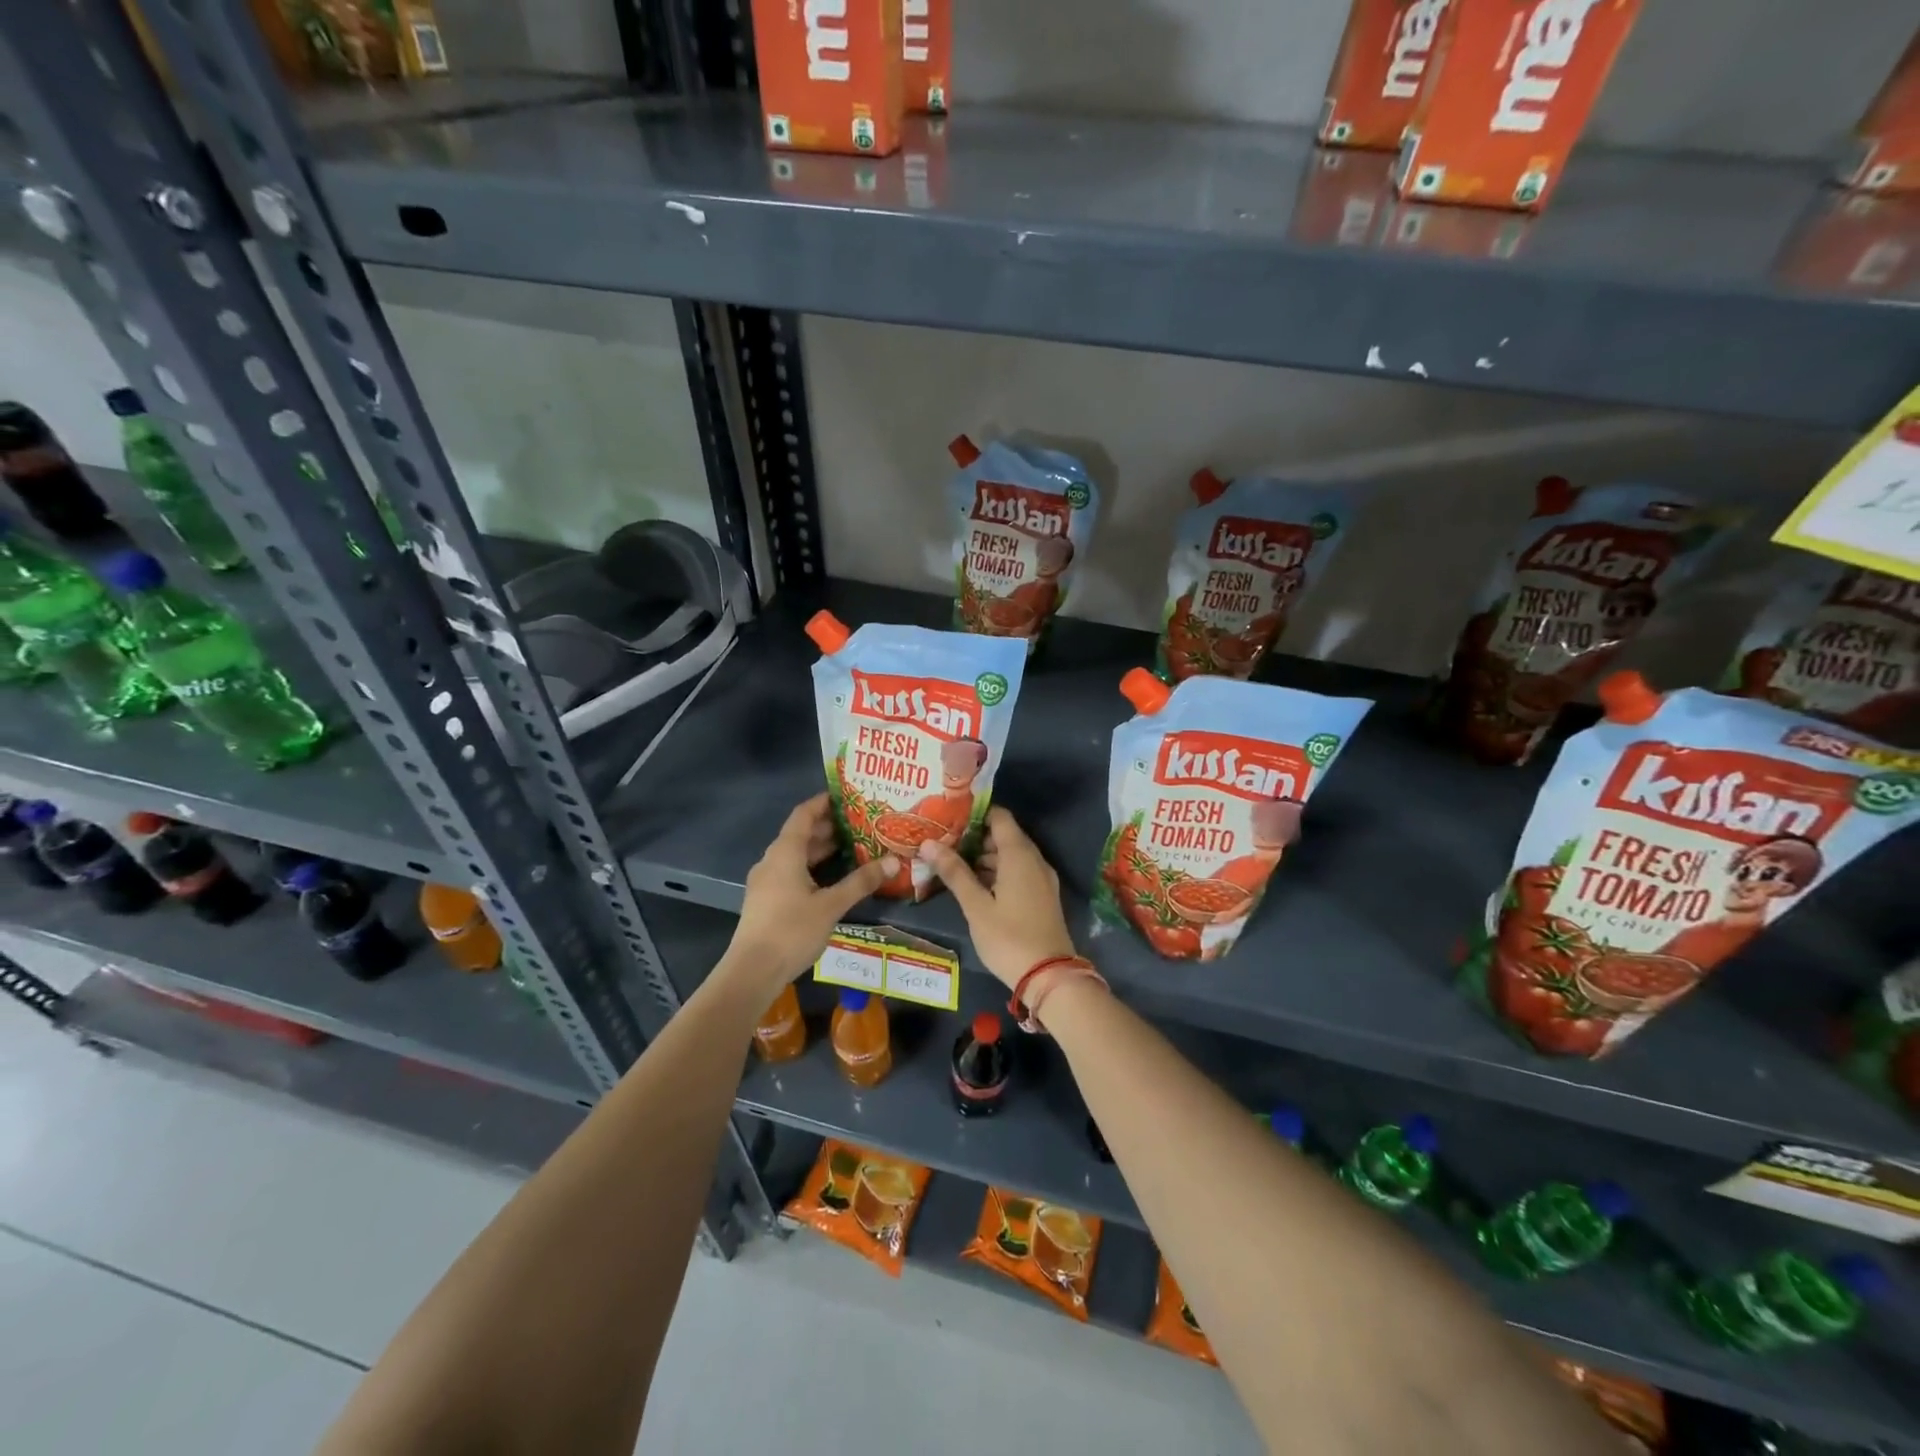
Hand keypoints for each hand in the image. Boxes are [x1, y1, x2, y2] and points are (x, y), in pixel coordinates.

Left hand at [724, 794, 895, 998]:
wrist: (752, 972)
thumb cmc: (792, 930)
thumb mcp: (831, 905)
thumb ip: (861, 882)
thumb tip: (893, 861)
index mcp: (784, 853)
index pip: (804, 814)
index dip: (823, 802)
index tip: (847, 796)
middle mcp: (772, 861)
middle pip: (800, 834)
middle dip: (828, 828)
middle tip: (859, 824)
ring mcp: (766, 882)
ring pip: (795, 856)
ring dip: (820, 850)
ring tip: (852, 848)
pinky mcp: (766, 901)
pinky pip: (791, 872)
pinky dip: (812, 868)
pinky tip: (832, 880)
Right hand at [917, 807, 1077, 988]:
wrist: (1049, 977)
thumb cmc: (1009, 937)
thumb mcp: (976, 906)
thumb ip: (954, 872)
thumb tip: (928, 843)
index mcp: (1019, 855)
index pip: (999, 817)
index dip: (974, 813)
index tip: (948, 818)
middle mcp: (1034, 860)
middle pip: (1004, 835)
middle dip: (974, 837)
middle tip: (942, 842)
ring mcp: (1042, 878)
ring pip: (1010, 856)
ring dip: (984, 857)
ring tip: (951, 864)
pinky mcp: (1042, 896)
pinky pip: (1018, 872)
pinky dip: (997, 872)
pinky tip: (974, 885)